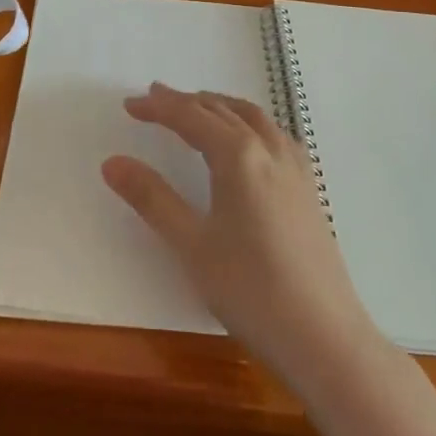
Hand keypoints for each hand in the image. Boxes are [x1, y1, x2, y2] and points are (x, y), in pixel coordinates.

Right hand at [103, 83, 377, 382]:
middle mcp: (270, 150)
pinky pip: (274, 135)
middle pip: (223, 111)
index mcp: (239, 156)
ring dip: (221, 107)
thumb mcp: (191, 244)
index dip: (159, 108)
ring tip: (198, 108)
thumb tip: (112, 162)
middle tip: (155, 99)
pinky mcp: (309, 189)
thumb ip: (152, 198)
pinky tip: (248, 142)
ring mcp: (295, 168)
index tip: (130, 104)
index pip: (191, 117)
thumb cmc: (250, 289)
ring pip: (254, 118)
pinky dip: (249, 123)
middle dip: (187, 102)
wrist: (323, 335)